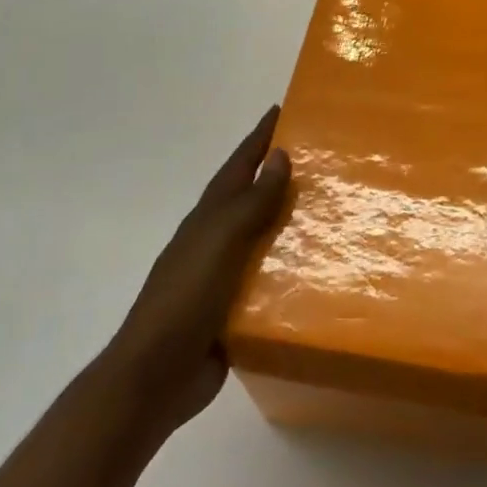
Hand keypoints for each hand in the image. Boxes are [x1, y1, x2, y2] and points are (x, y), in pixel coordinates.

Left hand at [108, 106, 290, 453]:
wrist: (155, 376)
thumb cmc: (186, 297)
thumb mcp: (221, 240)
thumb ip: (252, 201)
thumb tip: (280, 155)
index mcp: (208, 218)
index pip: (239, 165)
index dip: (259, 138)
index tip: (282, 111)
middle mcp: (215, 240)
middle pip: (251, 197)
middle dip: (278, 175)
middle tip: (321, 159)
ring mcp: (223, 276)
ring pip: (262, 238)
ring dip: (289, 222)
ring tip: (331, 211)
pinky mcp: (235, 311)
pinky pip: (269, 280)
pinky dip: (290, 269)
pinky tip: (319, 271)